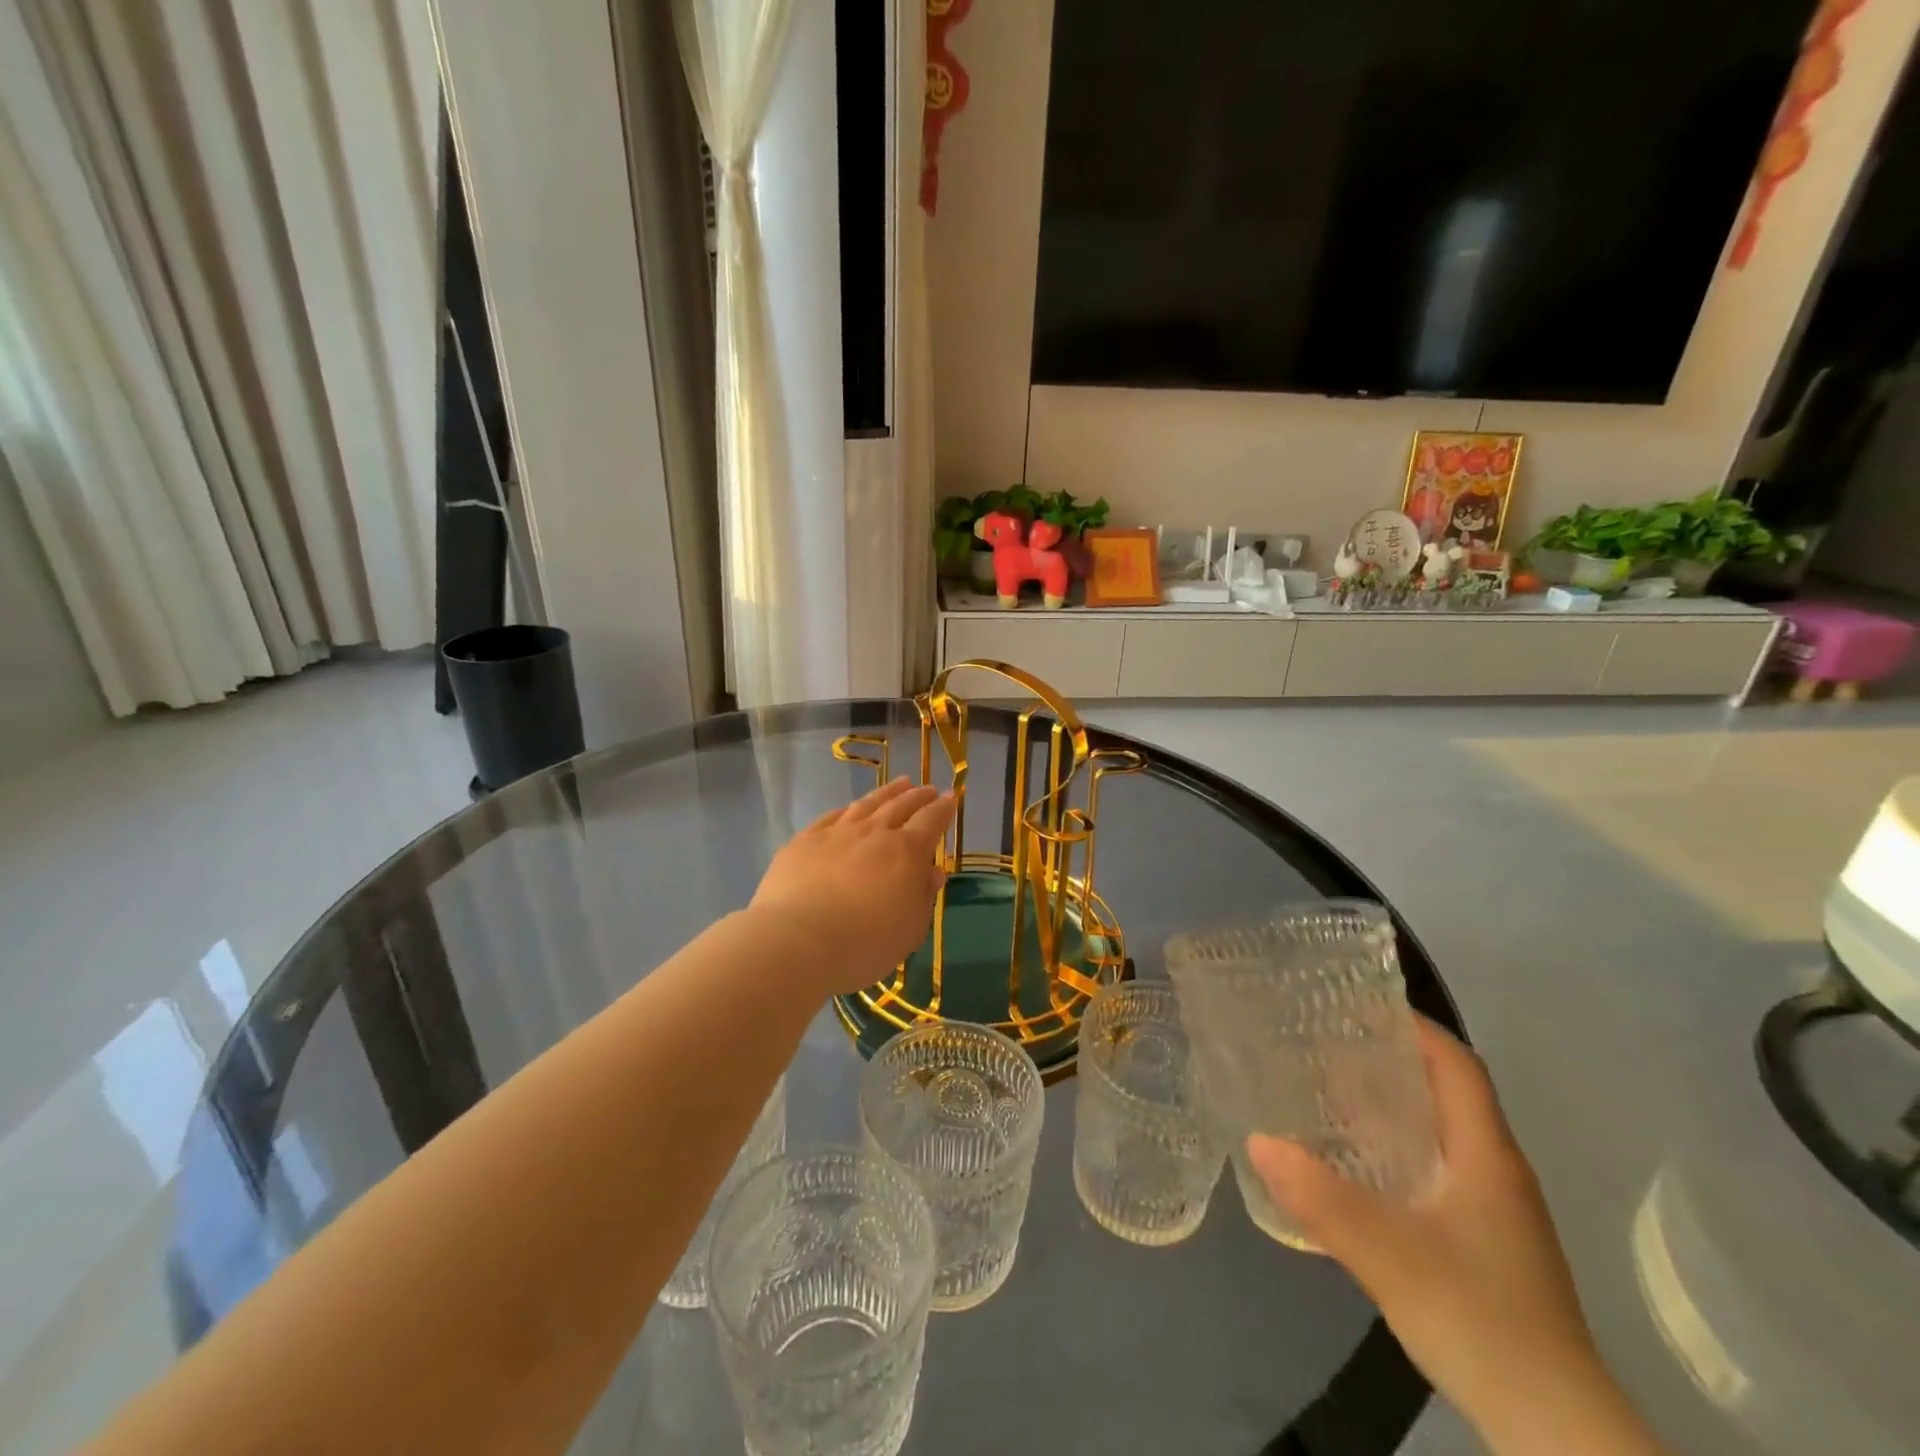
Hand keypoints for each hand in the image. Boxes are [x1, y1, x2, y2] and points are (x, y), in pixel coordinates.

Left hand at [748, 778, 955, 996]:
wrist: (796, 941)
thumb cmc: (864, 944)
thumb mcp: (909, 930)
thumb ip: (923, 896)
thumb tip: (932, 871)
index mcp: (905, 852)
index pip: (931, 821)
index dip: (943, 808)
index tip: (950, 797)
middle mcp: (873, 833)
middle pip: (900, 806)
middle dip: (917, 796)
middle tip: (927, 788)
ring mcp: (836, 833)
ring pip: (867, 804)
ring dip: (887, 792)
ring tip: (900, 784)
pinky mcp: (804, 841)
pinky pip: (831, 816)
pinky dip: (846, 809)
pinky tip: (849, 808)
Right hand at [1247, 1020, 1653, 1451]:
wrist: (1556, 1432)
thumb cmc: (1481, 1321)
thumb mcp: (1390, 1255)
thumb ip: (1323, 1199)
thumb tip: (1257, 1140)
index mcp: (1486, 1156)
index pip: (1456, 1064)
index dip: (1414, 1026)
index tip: (1359, 1002)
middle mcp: (1496, 1172)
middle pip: (1446, 1092)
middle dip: (1390, 1060)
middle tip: (1326, 1042)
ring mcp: (1495, 1213)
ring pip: (1439, 1134)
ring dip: (1390, 1106)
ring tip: (1328, 1091)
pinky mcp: (1485, 1246)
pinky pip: (1435, 1170)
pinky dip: (1395, 1150)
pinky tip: (1355, 1166)